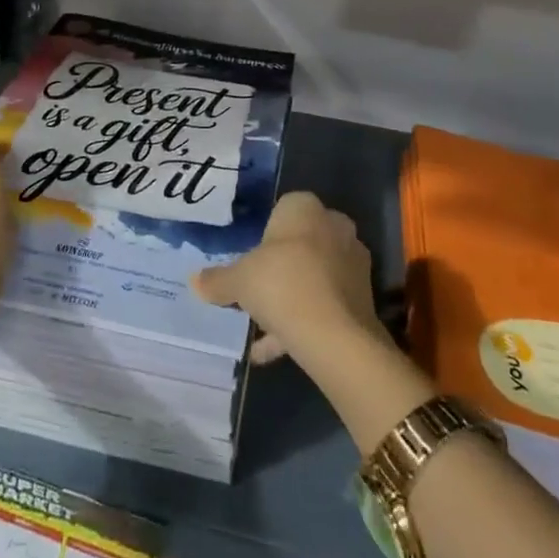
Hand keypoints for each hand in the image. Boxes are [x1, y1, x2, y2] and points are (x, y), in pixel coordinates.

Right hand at [191, 191, 383, 368]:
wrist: (334, 334)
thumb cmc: (281, 285)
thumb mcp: (238, 281)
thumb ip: (217, 280)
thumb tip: (195, 281)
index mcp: (305, 208)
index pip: (282, 210)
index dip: (264, 236)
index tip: (249, 261)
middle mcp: (334, 225)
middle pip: (300, 243)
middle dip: (280, 266)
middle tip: (256, 290)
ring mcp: (352, 260)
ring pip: (314, 274)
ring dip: (292, 296)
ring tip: (263, 327)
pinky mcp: (363, 295)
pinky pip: (325, 303)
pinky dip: (304, 321)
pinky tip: (275, 350)